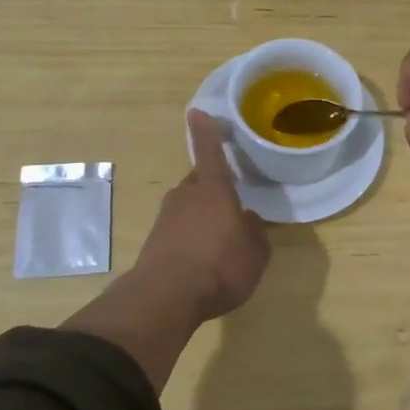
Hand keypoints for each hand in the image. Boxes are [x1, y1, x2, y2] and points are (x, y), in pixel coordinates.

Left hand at [133, 110, 271, 321]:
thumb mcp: (255, 252)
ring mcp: (166, 217)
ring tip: (219, 241)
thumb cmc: (220, 265)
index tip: (197, 111)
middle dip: (213, 190)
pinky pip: (178, 230)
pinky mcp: (154, 240)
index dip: (206, 131)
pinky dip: (190, 238)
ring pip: (188, 207)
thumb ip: (255, 232)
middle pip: (200, 183)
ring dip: (202, 217)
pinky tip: (202, 260)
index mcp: (214, 189)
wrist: (166, 297)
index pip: (210, 151)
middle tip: (231, 208)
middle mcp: (187, 195)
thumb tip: (247, 220)